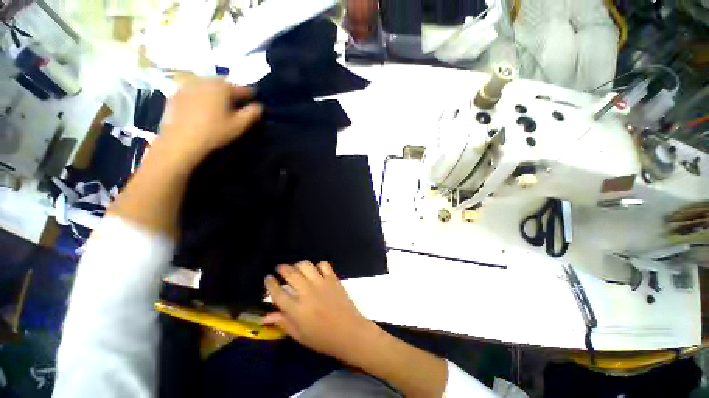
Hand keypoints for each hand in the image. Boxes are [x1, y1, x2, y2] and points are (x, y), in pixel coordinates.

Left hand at [157, 78, 262, 167]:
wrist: (180, 140)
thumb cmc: (214, 132)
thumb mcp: (239, 125)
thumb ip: (252, 113)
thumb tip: (259, 106)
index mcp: (223, 87)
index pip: (243, 88)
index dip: (251, 95)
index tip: (255, 100)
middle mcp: (206, 80)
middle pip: (224, 83)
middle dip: (231, 91)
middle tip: (235, 103)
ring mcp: (188, 85)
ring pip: (208, 84)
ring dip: (216, 91)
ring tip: (218, 103)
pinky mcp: (176, 93)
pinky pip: (194, 89)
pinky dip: (201, 94)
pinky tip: (201, 107)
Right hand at [263, 261, 375, 360]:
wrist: (349, 332)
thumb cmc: (322, 338)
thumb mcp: (299, 335)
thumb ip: (282, 323)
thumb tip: (265, 317)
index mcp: (295, 309)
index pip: (277, 292)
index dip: (270, 283)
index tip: (268, 278)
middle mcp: (306, 292)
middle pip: (290, 273)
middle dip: (282, 268)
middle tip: (280, 269)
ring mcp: (321, 283)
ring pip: (305, 265)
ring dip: (298, 265)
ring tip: (296, 268)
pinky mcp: (333, 278)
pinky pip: (323, 265)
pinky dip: (318, 265)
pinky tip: (316, 271)